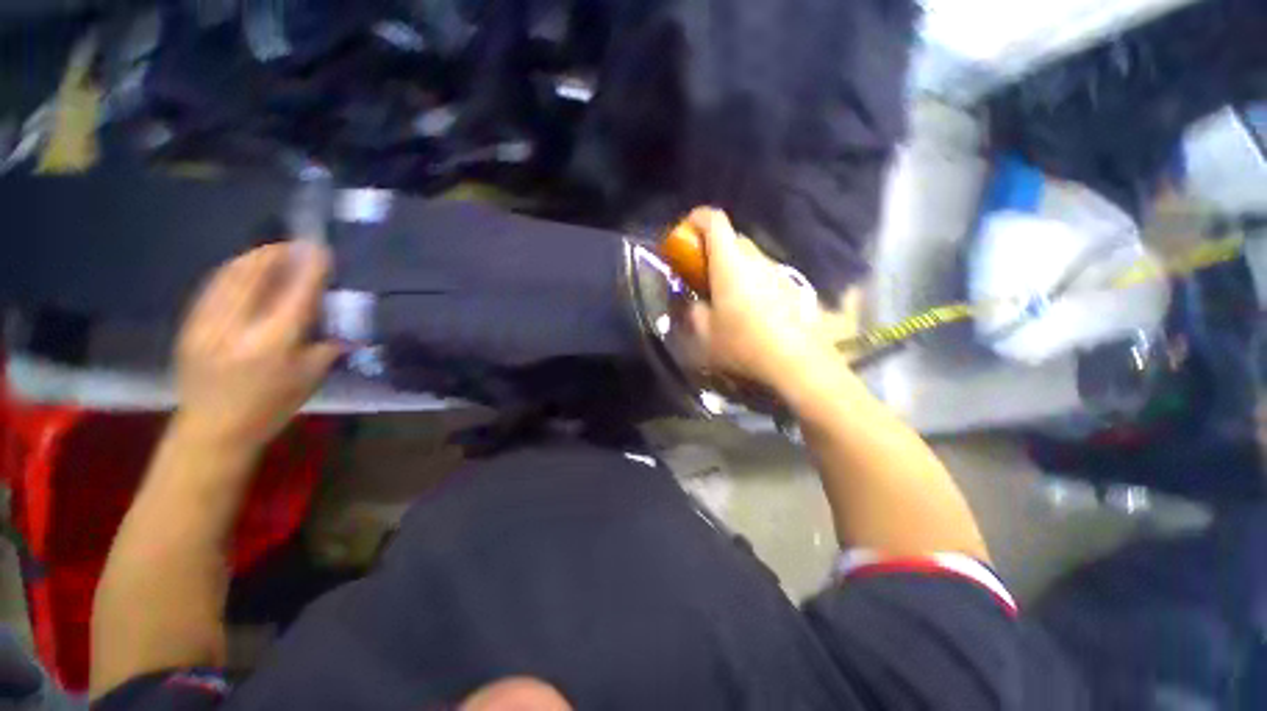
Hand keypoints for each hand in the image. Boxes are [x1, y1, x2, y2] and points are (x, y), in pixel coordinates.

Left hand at [174, 242, 339, 451]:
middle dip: (277, 254)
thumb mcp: (310, 379)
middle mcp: (239, 327)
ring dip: (253, 258)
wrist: (212, 428)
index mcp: (274, 342)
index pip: (296, 293)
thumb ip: (326, 346)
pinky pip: (212, 287)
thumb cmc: (269, 406)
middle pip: (256, 275)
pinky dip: (230, 272)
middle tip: (295, 245)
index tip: (321, 249)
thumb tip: (338, 323)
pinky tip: (241, 269)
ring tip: (271, 251)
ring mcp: (209, 323)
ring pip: (230, 276)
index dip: (309, 267)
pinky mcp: (191, 325)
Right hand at [683, 208, 838, 393]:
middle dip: (711, 249)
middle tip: (700, 274)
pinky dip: (750, 280)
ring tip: (725, 296)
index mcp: (730, 264)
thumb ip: (692, 312)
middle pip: (731, 238)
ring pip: (749, 257)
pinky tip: (750, 310)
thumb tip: (692, 302)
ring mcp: (778, 272)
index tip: (684, 235)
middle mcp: (756, 260)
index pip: (714, 220)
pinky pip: (764, 273)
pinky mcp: (792, 287)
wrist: (798, 364)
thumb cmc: (743, 346)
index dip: (695, 219)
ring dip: (732, 266)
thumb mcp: (704, 335)